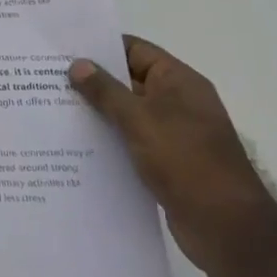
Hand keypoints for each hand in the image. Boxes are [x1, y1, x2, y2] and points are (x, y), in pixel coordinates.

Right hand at [70, 36, 276, 275]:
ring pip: (128, 113)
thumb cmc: (186, 161)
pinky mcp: (168, 163)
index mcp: (179, 82)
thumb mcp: (139, 120)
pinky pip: (132, 141)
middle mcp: (178, 102)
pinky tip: (77, 144)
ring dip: (98, 113)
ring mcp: (174, 134)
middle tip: (48, 78)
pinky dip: (109, 140)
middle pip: (129, 81)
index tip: (63, 48)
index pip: (135, 50)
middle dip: (93, 81)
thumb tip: (77, 64)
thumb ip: (105, 91)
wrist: (227, 229)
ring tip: (55, 109)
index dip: (100, 46)